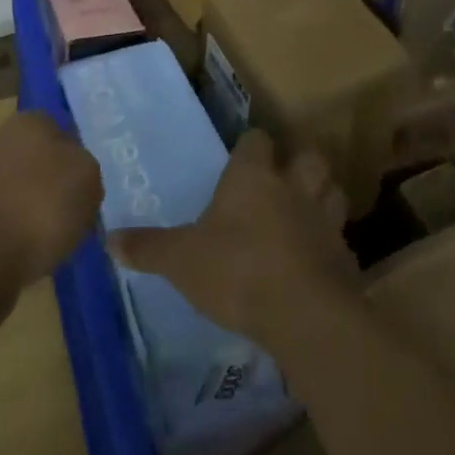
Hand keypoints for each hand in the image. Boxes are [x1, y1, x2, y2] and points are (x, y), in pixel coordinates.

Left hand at [0, 110, 103, 324]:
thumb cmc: (41, 205)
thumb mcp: (88, 177)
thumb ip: (88, 170)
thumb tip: (76, 179)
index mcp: (32, 121)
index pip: (67, 134)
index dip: (82, 162)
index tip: (91, 190)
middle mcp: (4, 141)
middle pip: (47, 164)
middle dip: (61, 188)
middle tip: (80, 215)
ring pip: (30, 194)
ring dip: (43, 214)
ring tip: (60, 240)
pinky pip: (13, 222)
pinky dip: (25, 237)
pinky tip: (36, 254)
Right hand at [108, 130, 358, 352]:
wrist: (304, 314)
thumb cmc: (237, 271)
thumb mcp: (181, 261)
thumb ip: (148, 248)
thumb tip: (109, 238)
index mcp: (253, 177)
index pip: (257, 140)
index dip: (251, 146)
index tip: (242, 157)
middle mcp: (293, 188)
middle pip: (309, 157)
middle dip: (300, 164)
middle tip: (283, 182)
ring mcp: (324, 220)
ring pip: (333, 192)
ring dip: (323, 198)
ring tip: (305, 215)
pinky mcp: (345, 257)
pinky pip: (340, 239)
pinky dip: (330, 245)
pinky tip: (315, 262)